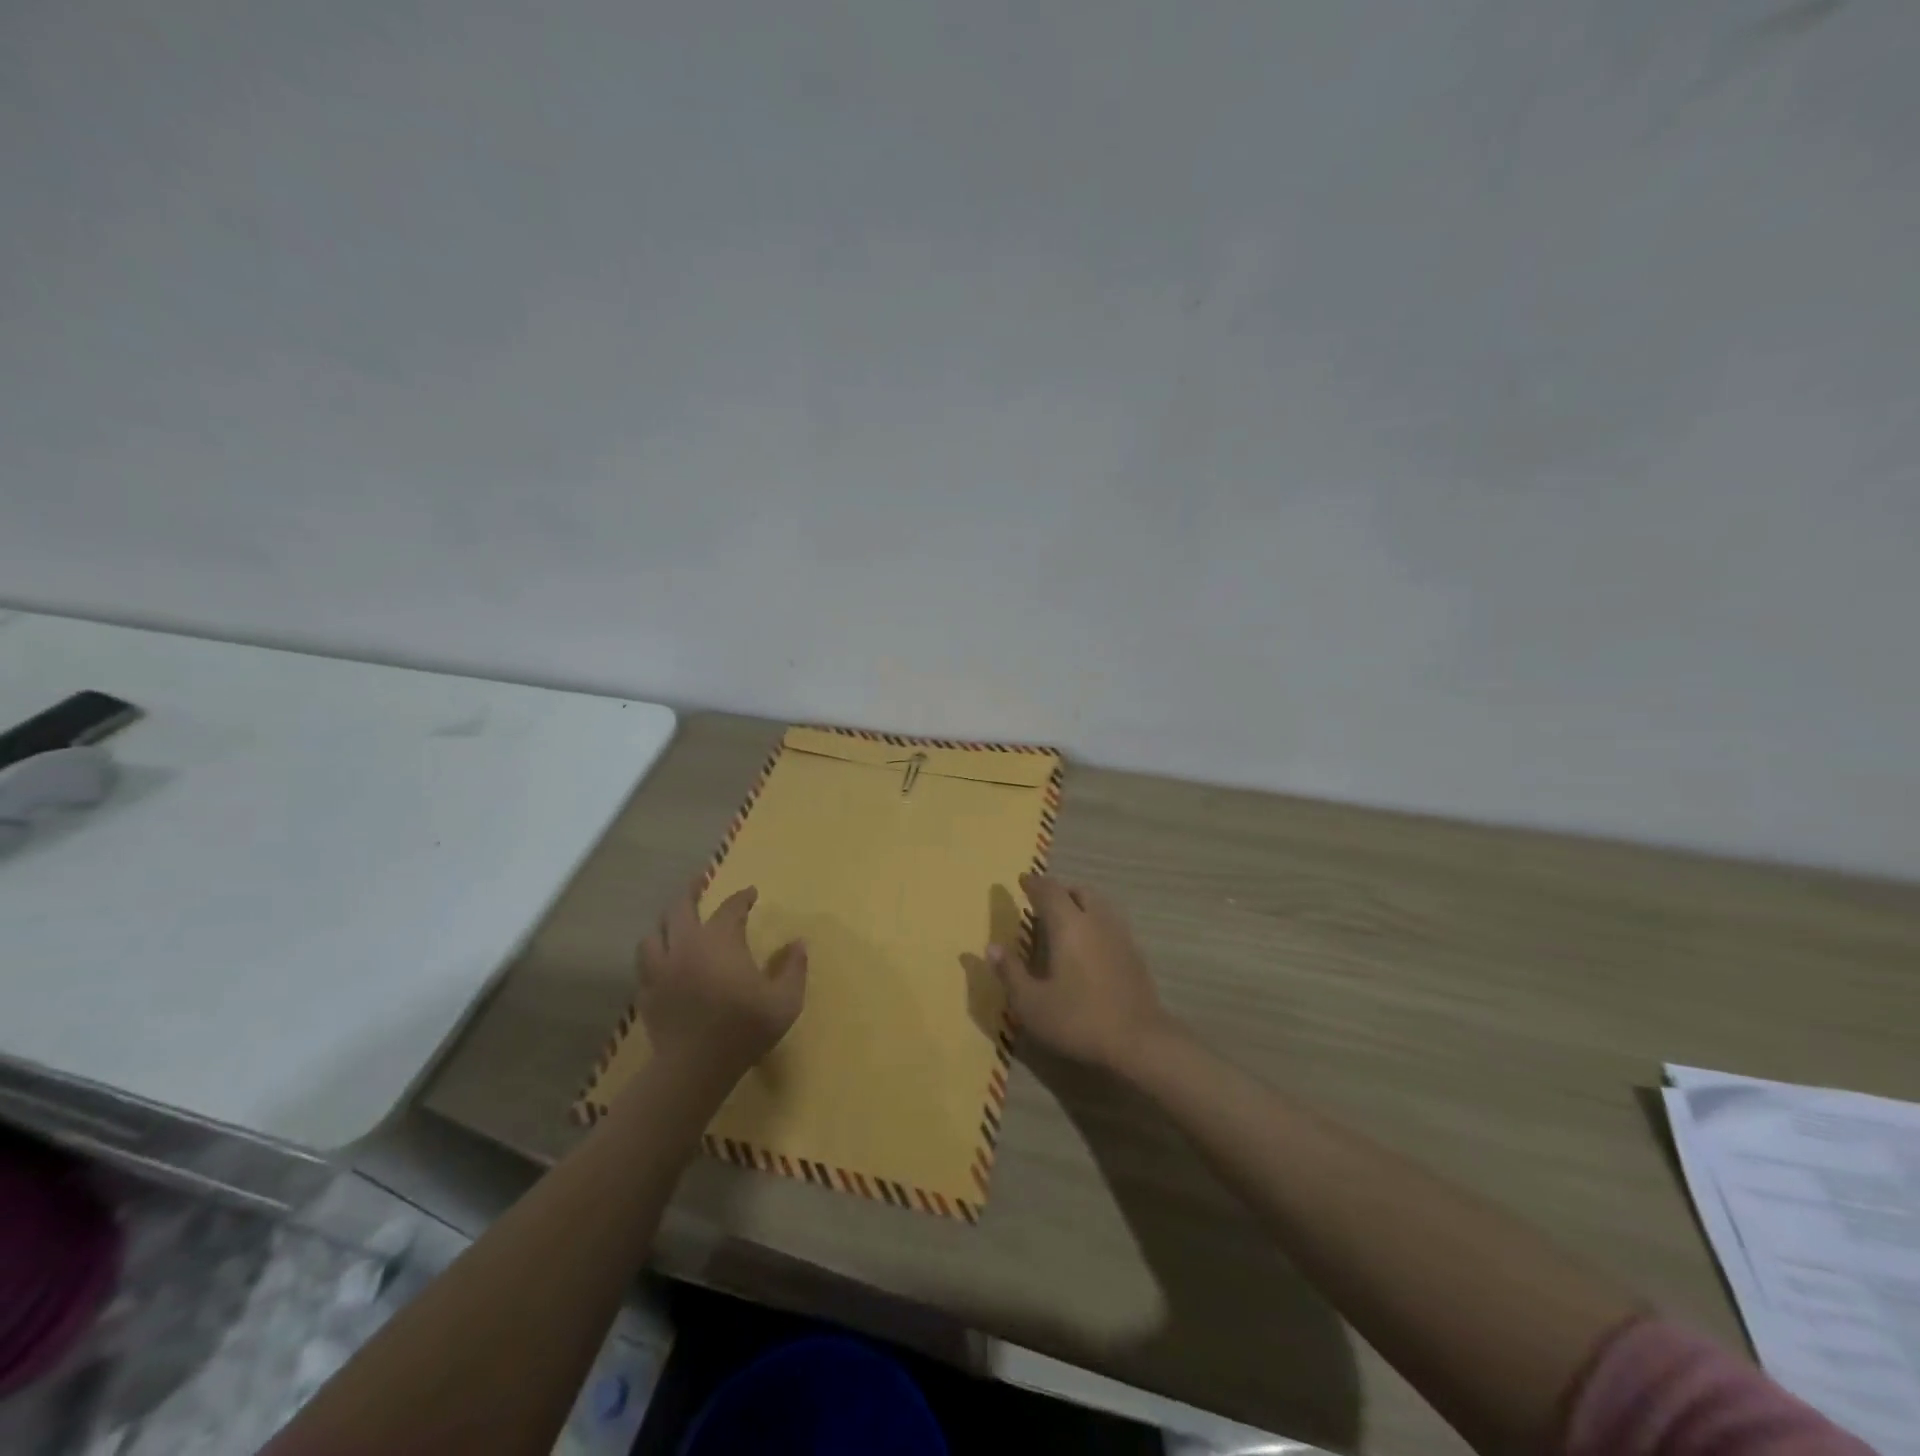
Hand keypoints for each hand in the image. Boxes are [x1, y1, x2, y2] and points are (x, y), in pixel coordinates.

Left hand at [637, 881, 806, 1081]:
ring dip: (666, 924)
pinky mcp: (647, 994)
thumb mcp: (785, 1000)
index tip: (751, 893)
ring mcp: (661, 969)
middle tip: (699, 881)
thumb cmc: (745, 1028)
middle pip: (681, 907)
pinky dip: (653, 956)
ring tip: (674, 923)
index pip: (731, 908)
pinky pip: (644, 965)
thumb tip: (799, 943)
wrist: (695, 1067)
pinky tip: (661, 961)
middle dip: (691, 890)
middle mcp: (686, 945)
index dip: (742, 898)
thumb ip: (794, 968)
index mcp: (720, 941)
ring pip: (653, 934)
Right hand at [988, 873, 1176, 1077]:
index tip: (1023, 880)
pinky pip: (1111, 923)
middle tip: (1043, 902)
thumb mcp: (1031, 1003)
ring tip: (1066, 922)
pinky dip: (1095, 923)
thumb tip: (991, 947)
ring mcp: (1120, 935)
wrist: (1139, 1041)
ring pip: (1098, 905)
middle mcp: (1096, 921)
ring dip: (1080, 904)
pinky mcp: (1135, 953)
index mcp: (1068, 925)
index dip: (1034, 883)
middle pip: (1078, 892)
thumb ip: (1010, 972)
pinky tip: (1089, 946)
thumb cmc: (1077, 1019)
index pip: (1049, 891)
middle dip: (1059, 891)